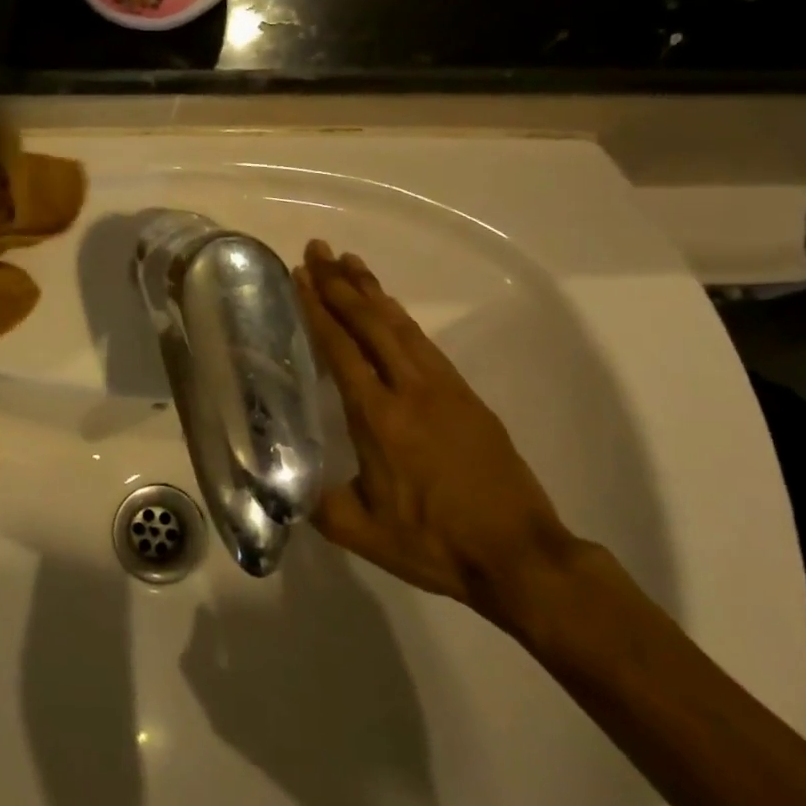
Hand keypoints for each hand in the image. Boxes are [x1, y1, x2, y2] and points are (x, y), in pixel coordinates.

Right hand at [295, 240, 580, 622]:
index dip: (318, 309)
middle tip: (318, 249)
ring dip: (372, 290)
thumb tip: (284, 484)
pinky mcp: (467, 397)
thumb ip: (316, 502)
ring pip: (400, 325)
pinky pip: (424, 343)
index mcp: (378, 417)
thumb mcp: (360, 532)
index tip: (301, 276)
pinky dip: (400, 317)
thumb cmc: (435, 544)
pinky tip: (390, 308)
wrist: (521, 557)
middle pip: (370, 322)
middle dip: (340, 283)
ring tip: (350, 262)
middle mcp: (410, 390)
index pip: (340, 349)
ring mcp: (443, 389)